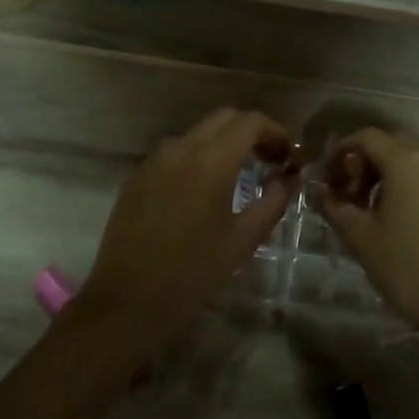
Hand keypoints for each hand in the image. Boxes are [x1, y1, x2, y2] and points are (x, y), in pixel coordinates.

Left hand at [77, 109, 296, 355]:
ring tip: (239, 174)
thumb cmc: (193, 272)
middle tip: (270, 160)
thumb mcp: (243, 240)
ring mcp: (153, 160)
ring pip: (197, 134)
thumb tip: (287, 178)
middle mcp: (179, 149)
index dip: (276, 132)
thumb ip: (273, 201)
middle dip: (251, 132)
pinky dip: (197, 157)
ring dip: (223, 143)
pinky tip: (203, 189)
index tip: (288, 156)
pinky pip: (174, 153)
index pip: (250, 122)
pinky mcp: (137, 176)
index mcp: (209, 161)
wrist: (129, 299)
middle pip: (223, 118)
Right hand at [318, 128, 418, 330]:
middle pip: (394, 142)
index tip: (328, 174)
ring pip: (417, 158)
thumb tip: (321, 190)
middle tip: (350, 189)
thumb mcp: (360, 236)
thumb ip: (335, 205)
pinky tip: (402, 212)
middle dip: (367, 159)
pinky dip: (414, 181)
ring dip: (391, 170)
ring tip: (374, 204)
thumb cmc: (404, 268)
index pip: (367, 137)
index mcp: (408, 161)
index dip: (342, 150)